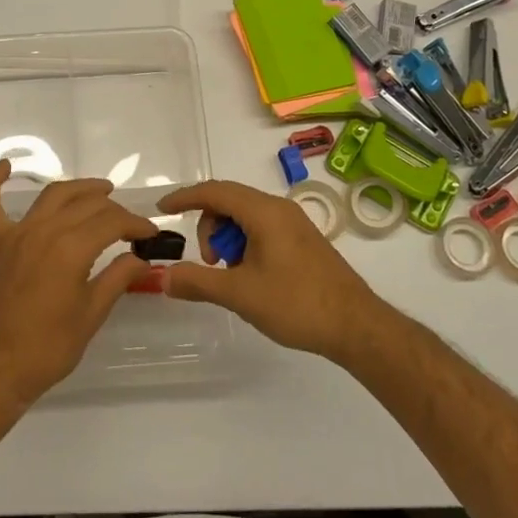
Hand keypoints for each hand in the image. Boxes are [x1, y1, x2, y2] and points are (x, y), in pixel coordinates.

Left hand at [0, 160, 159, 408]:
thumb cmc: (48, 349)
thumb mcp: (91, 315)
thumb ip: (117, 279)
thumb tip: (141, 258)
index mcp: (71, 249)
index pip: (112, 222)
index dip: (135, 224)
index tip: (150, 234)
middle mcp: (44, 231)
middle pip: (86, 205)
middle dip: (114, 210)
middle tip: (130, 225)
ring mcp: (17, 234)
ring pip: (51, 195)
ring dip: (78, 188)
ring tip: (100, 190)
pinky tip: (6, 166)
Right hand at [159, 179, 387, 360]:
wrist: (357, 326)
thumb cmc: (296, 303)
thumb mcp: (240, 294)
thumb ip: (198, 282)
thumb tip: (164, 277)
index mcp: (263, 212)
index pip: (214, 191)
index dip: (184, 197)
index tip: (161, 210)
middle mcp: (279, 208)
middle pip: (229, 202)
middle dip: (208, 227)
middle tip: (210, 264)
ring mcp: (294, 223)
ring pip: (246, 217)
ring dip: (228, 239)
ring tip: (232, 276)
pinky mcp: (303, 241)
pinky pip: (262, 229)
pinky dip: (246, 245)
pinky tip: (251, 277)